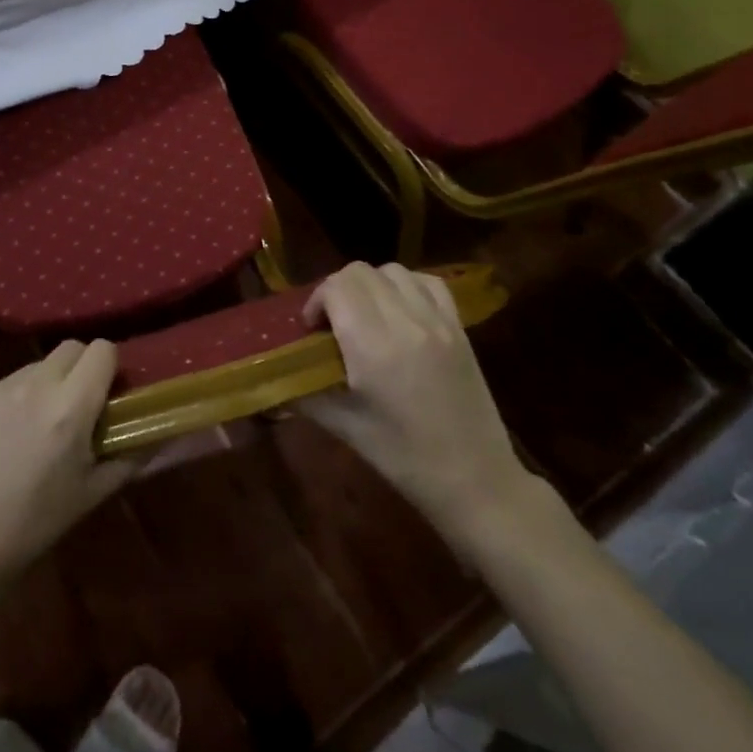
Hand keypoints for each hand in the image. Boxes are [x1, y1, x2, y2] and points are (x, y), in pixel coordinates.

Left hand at [0, 339, 137, 600]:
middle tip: (76, 405)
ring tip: (35, 425)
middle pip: (70, 348)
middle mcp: (35, 386)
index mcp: (70, 409)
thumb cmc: (33, 527)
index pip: (102, 350)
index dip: (109, 367)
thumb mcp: (90, 495)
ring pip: (36, 364)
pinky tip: (1, 435)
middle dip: (80, 368)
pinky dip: (12, 398)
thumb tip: (156, 433)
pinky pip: (3, 383)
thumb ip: (128, 457)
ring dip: (45, 383)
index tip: (107, 392)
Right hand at [301, 263, 537, 551]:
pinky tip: (400, 311)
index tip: (312, 330)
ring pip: (392, 271)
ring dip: (370, 284)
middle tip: (332, 323)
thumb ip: (306, 394)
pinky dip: (406, 285)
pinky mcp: (459, 327)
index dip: (316, 301)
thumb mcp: (345, 428)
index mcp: (373, 347)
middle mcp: (406, 322)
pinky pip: (428, 282)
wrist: (476, 480)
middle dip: (337, 290)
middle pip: (360, 272)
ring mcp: (438, 320)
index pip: (336, 288)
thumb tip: (276, 379)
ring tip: (365, 316)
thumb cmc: (404, 459)